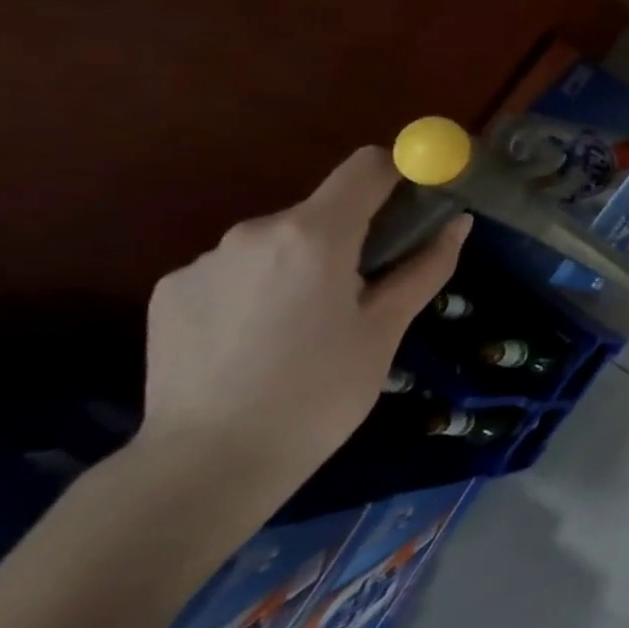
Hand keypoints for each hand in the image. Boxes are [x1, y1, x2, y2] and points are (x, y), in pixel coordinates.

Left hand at [139, 148, 469, 499]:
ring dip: (303, 265)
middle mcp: (254, 231)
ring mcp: (203, 260)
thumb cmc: (321, 391)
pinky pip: (235, 271)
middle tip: (363, 293)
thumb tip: (458, 223)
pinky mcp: (170, 291)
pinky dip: (259, 289)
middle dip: (351, 236)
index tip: (416, 207)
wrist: (210, 461)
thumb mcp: (387, 329)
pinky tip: (258, 342)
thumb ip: (425, 266)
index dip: (400, 175)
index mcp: (315, 234)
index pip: (367, 166)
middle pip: (322, 209)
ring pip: (277, 243)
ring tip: (306, 328)